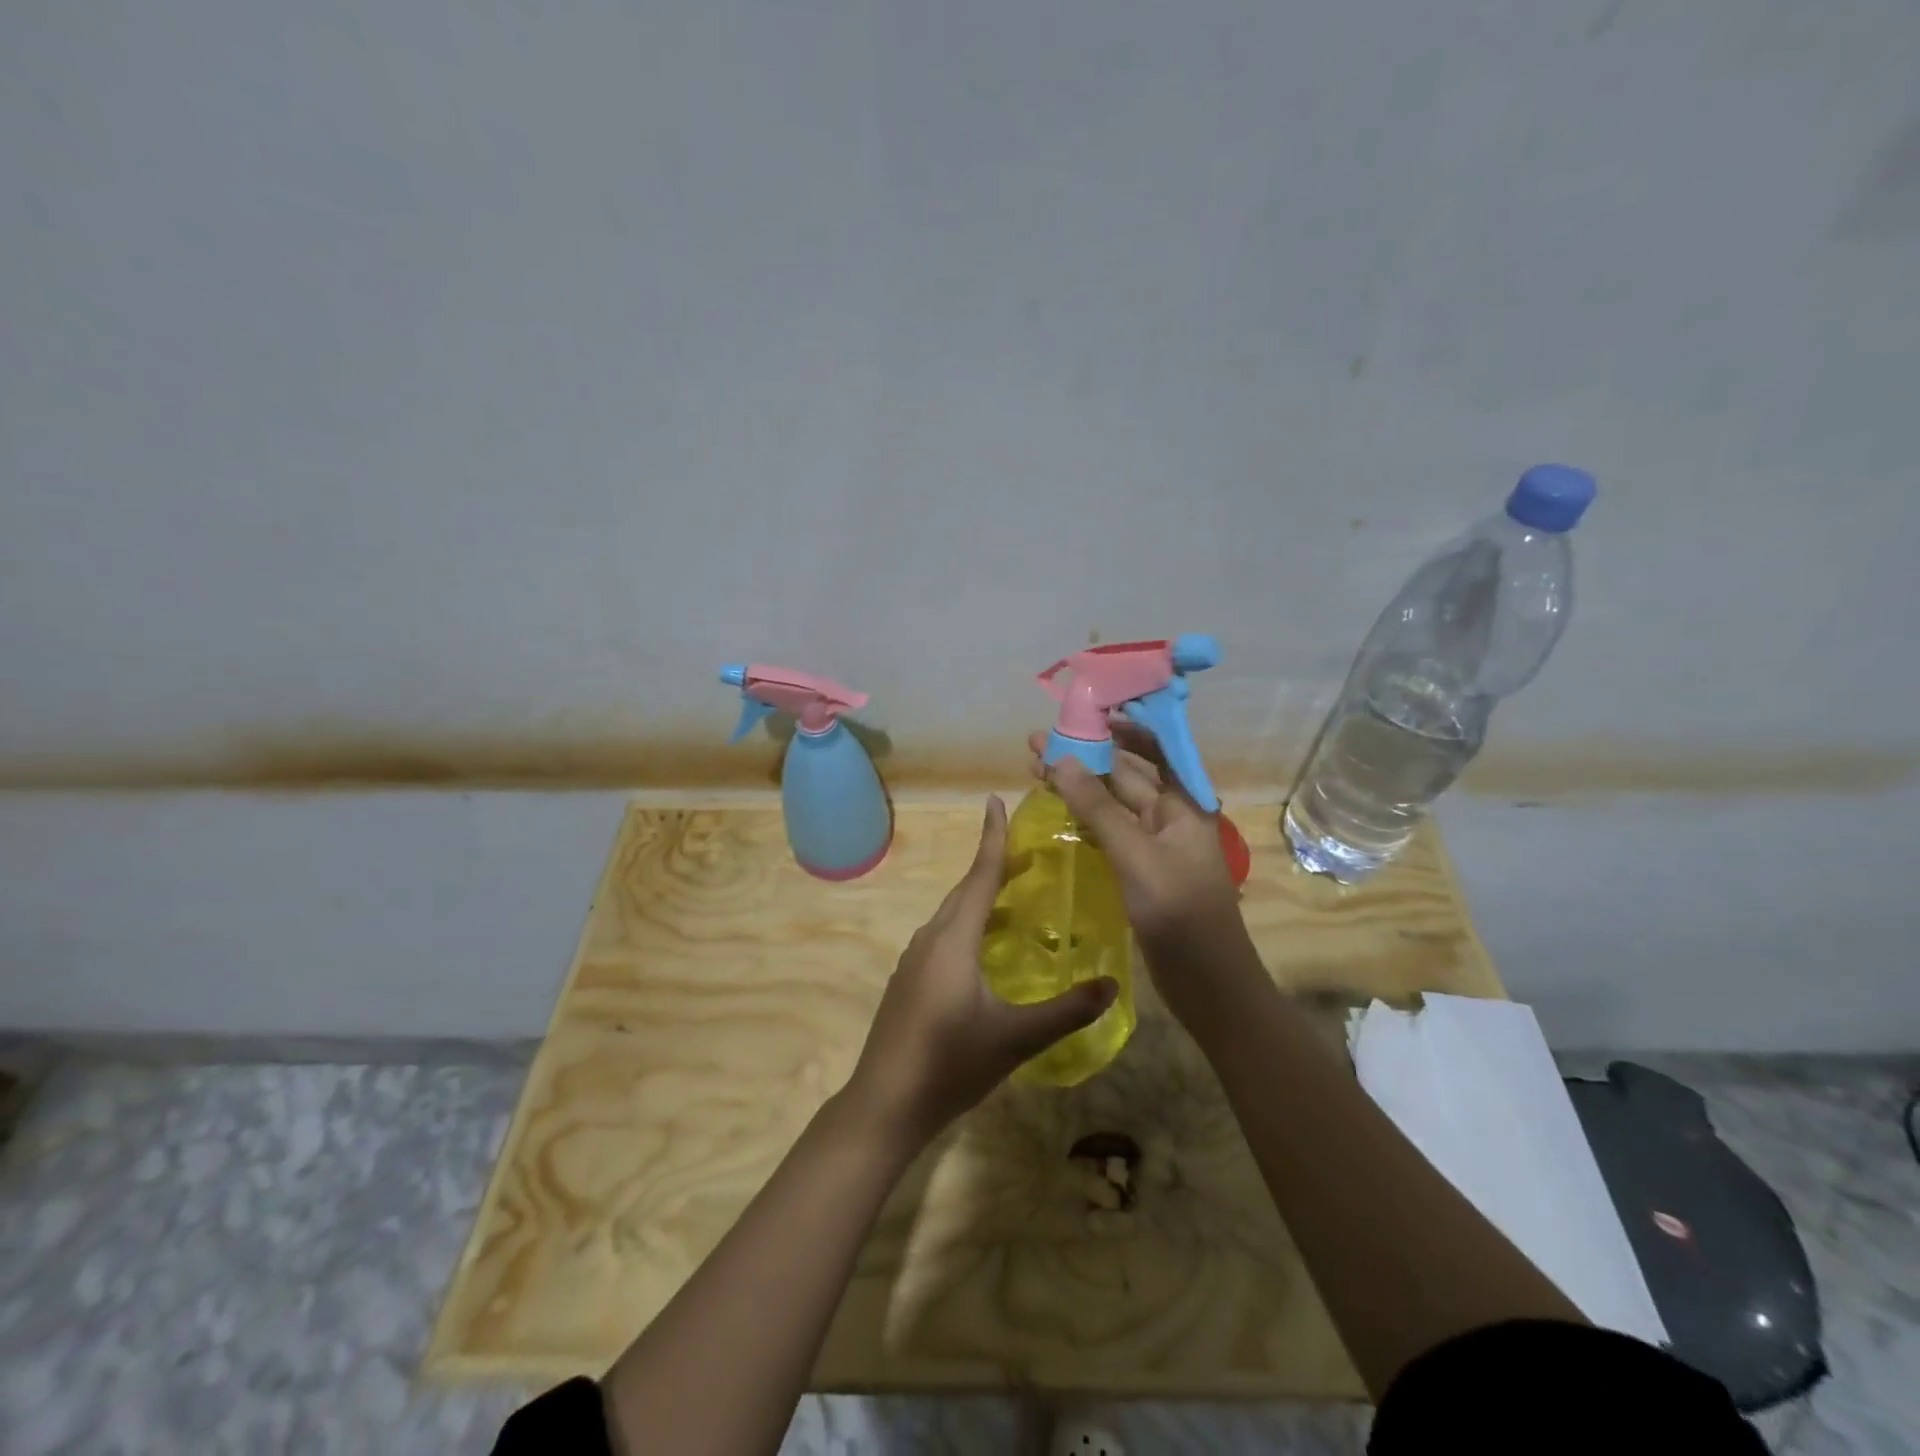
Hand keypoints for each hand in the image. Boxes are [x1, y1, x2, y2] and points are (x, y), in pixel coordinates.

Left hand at [844, 796, 1116, 1149]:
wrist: (884, 1104)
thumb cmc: (949, 1065)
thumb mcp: (1015, 1039)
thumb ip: (1066, 1012)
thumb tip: (1113, 985)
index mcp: (953, 940)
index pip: (979, 876)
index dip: (992, 839)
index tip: (996, 801)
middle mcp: (930, 939)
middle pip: (965, 891)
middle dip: (994, 867)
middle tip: (1031, 855)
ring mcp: (915, 960)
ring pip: (953, 916)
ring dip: (983, 899)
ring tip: (1017, 897)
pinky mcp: (910, 981)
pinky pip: (944, 937)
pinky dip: (970, 926)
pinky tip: (988, 949)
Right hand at [1027, 728, 1258, 1019]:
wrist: (1208, 984)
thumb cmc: (1179, 915)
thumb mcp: (1136, 856)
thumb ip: (1098, 808)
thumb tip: (1060, 760)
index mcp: (1182, 804)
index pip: (1153, 748)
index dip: (1122, 725)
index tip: (1086, 708)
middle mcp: (1169, 817)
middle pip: (1124, 775)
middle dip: (1084, 756)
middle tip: (1037, 744)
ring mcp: (1155, 846)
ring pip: (1112, 805)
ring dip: (1079, 786)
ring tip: (1036, 771)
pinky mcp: (1141, 871)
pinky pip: (1109, 833)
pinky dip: (1084, 818)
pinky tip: (1058, 813)